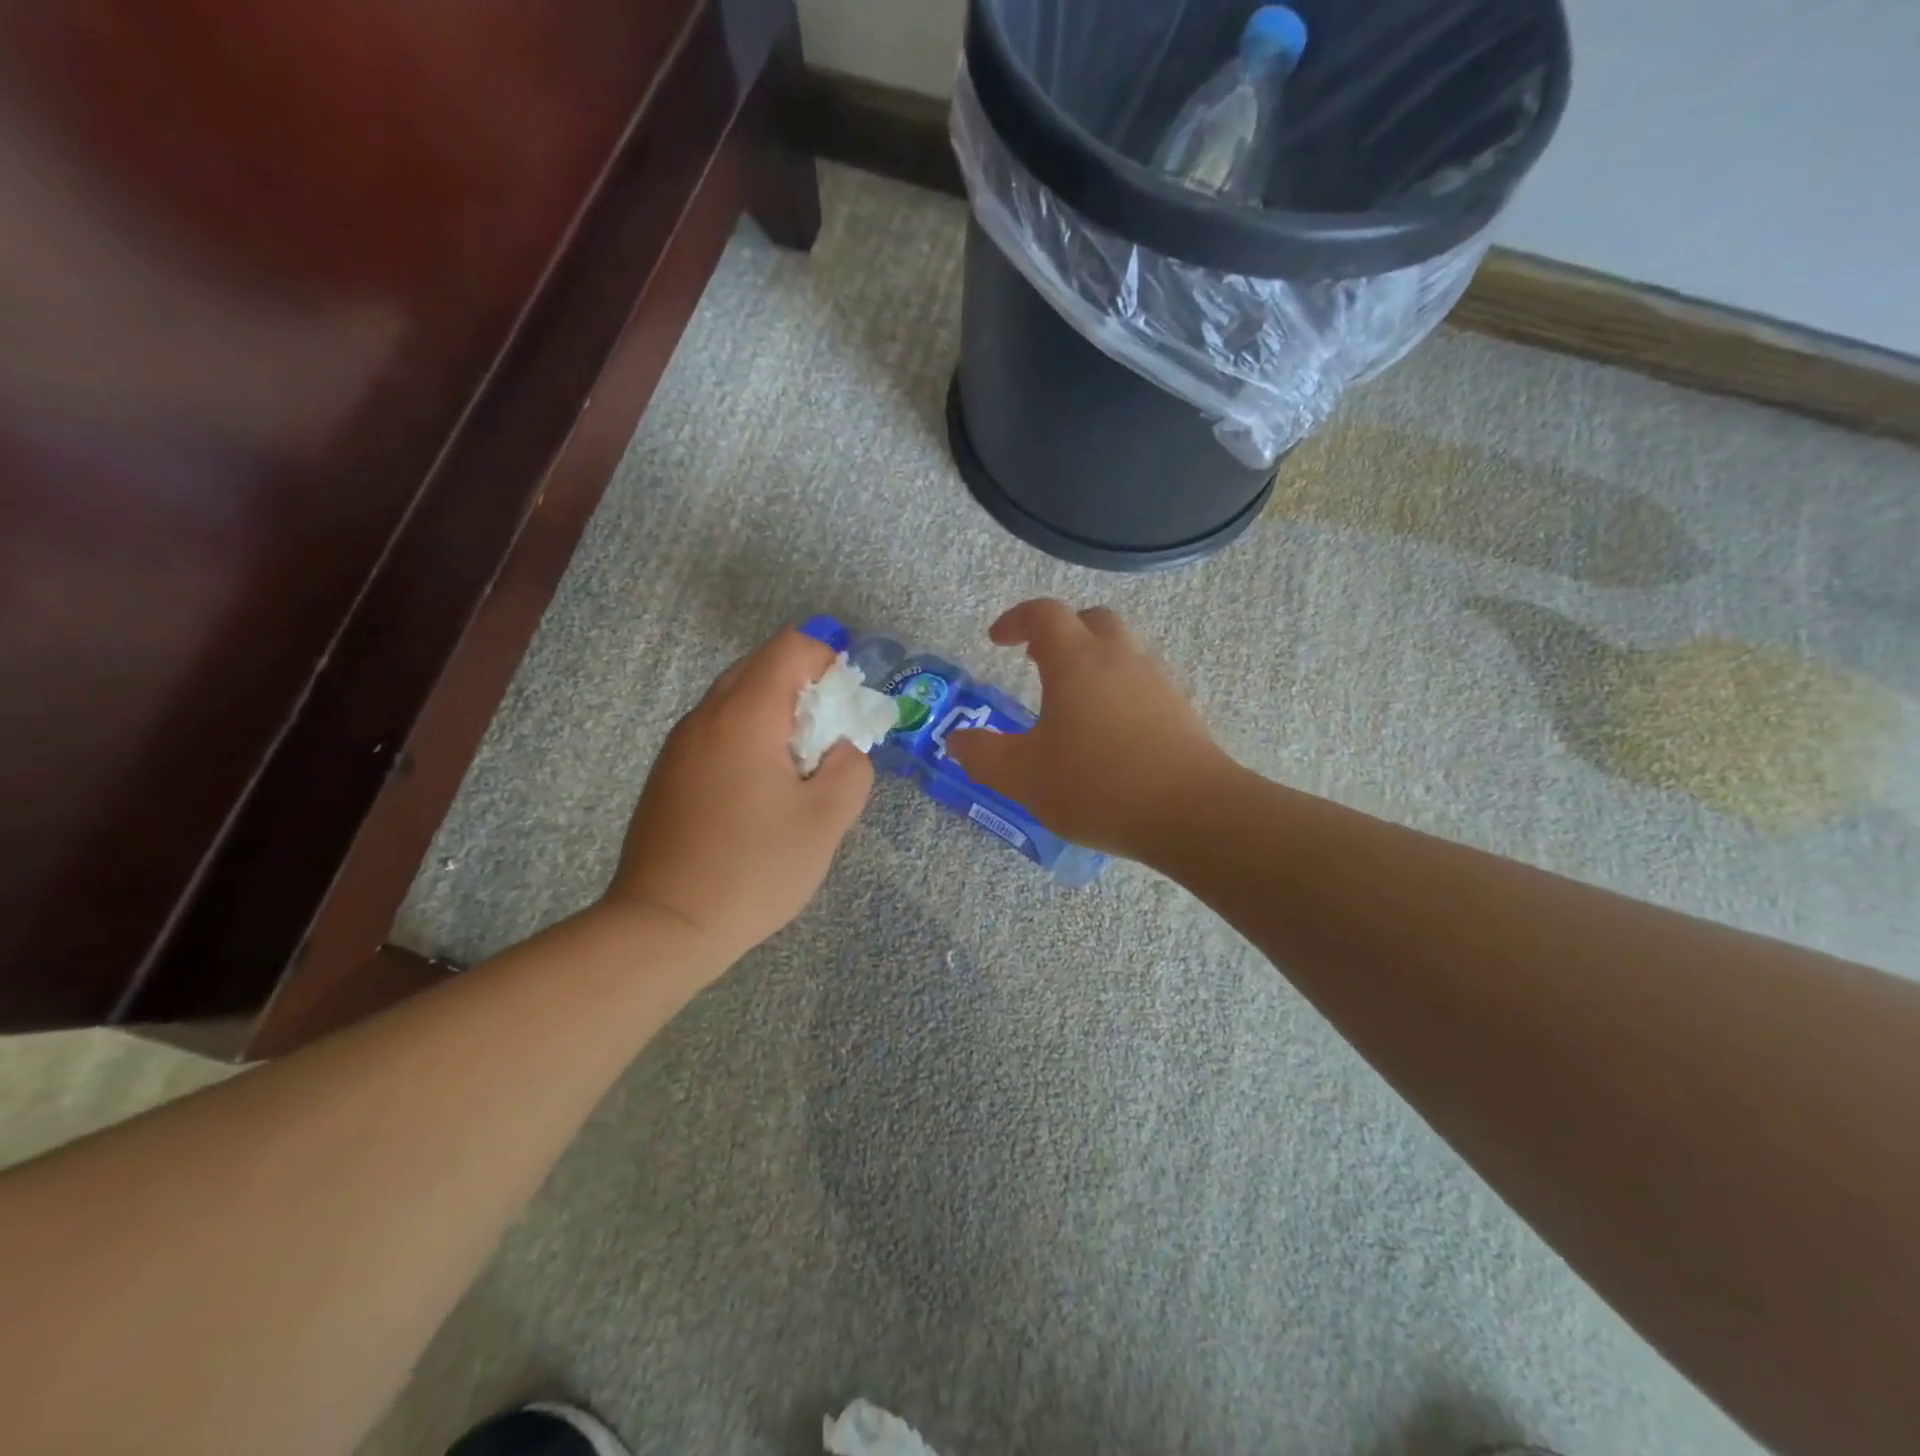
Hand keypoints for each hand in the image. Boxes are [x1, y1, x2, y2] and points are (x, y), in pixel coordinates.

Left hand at [606, 628, 872, 970]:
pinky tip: (758, 797)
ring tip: (795, 775)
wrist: (665, 925)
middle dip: (805, 691)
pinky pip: (717, 732)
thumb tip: (841, 749)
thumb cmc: (753, 869)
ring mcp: (679, 745)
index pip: (791, 647)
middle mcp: (705, 716)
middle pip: (762, 668)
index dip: (828, 663)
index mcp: (745, 715)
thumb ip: (851, 768)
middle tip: (826, 745)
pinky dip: (748, 741)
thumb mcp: (826, 820)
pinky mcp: (668, 773)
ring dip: (776, 719)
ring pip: (737, 701)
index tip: (844, 712)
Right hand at [945, 600, 1230, 859]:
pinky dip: (1117, 690)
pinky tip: (1107, 733)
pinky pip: (1141, 683)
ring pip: (1121, 651)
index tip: (997, 640)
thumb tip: (958, 741)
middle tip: (1036, 660)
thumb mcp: (1024, 777)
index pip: (1044, 614)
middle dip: (1060, 632)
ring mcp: (1156, 682)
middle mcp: (1120, 658)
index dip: (1016, 619)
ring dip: (1091, 661)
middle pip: (1091, 621)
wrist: (1191, 813)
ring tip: (1070, 702)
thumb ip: (984, 755)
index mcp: (1077, 661)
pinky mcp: (1180, 710)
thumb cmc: (1097, 785)